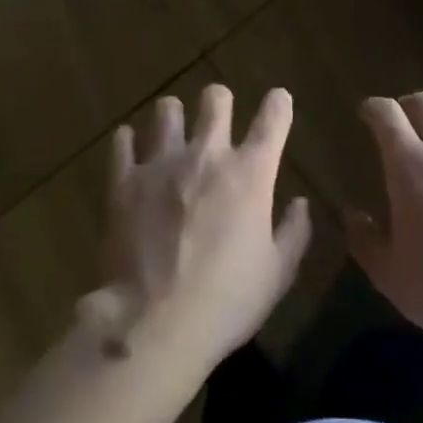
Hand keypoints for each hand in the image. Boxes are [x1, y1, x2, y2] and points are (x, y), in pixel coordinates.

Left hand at [90, 84, 312, 369]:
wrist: (153, 324)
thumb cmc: (225, 302)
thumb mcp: (277, 275)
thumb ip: (294, 232)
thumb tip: (300, 203)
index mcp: (250, 173)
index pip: (274, 116)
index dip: (279, 103)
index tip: (279, 102)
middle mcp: (207, 154)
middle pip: (215, 98)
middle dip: (220, 102)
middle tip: (217, 120)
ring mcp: (162, 163)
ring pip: (166, 109)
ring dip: (173, 117)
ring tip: (171, 134)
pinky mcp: (124, 181)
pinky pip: (122, 141)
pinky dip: (128, 142)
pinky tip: (130, 150)